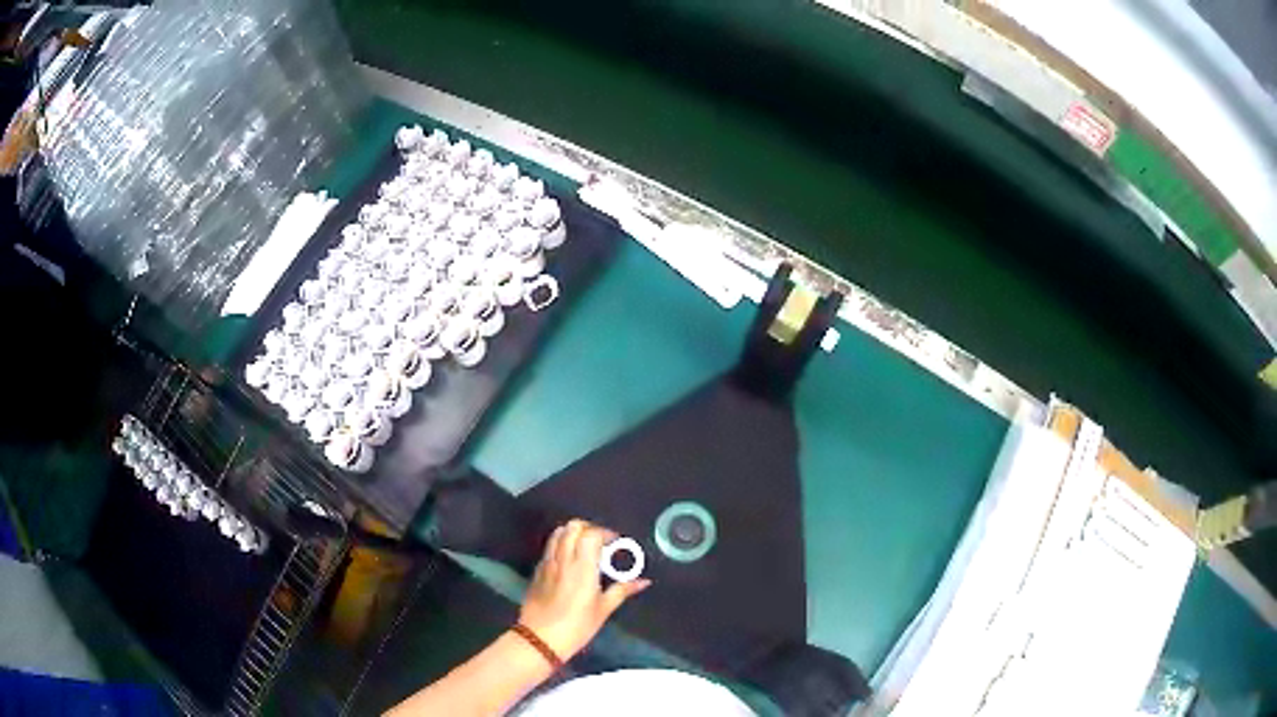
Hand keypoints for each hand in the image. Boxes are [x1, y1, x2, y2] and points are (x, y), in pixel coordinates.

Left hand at [518, 519, 650, 659]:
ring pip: (558, 533)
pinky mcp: (537, 570)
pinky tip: (569, 562)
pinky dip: (561, 545)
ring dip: (573, 533)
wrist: (540, 638)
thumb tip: (644, 581)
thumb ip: (622, 590)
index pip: (591, 534)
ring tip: (585, 548)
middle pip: (572, 527)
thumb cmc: (577, 626)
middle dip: (589, 528)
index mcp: (582, 567)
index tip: (615, 543)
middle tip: (601, 543)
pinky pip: (549, 548)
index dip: (605, 533)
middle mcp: (563, 559)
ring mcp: (547, 563)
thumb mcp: (603, 609)